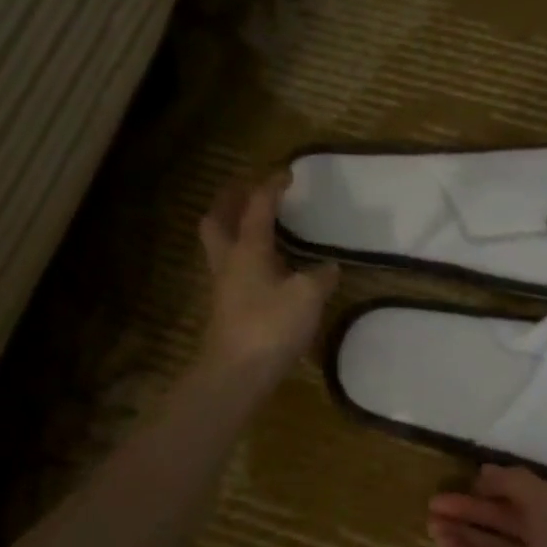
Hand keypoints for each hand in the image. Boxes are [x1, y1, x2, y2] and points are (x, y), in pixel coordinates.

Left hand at [198, 173, 338, 380]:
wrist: (236, 374)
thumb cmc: (270, 327)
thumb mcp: (307, 297)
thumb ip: (320, 277)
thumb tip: (329, 267)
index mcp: (247, 250)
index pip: (257, 208)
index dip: (271, 187)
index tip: (285, 173)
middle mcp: (230, 261)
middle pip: (217, 220)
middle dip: (230, 200)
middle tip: (248, 190)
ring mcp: (225, 286)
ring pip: (221, 245)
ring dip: (234, 227)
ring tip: (258, 224)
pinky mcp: (228, 308)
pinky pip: (234, 268)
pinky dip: (246, 256)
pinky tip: (268, 266)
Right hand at [427, 466, 546, 546]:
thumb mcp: (545, 498)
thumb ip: (512, 483)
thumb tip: (485, 471)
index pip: (528, 492)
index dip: (498, 485)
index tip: (468, 480)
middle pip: (506, 518)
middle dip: (472, 507)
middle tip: (434, 501)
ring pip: (495, 544)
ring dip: (464, 530)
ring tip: (429, 519)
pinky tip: (440, 541)